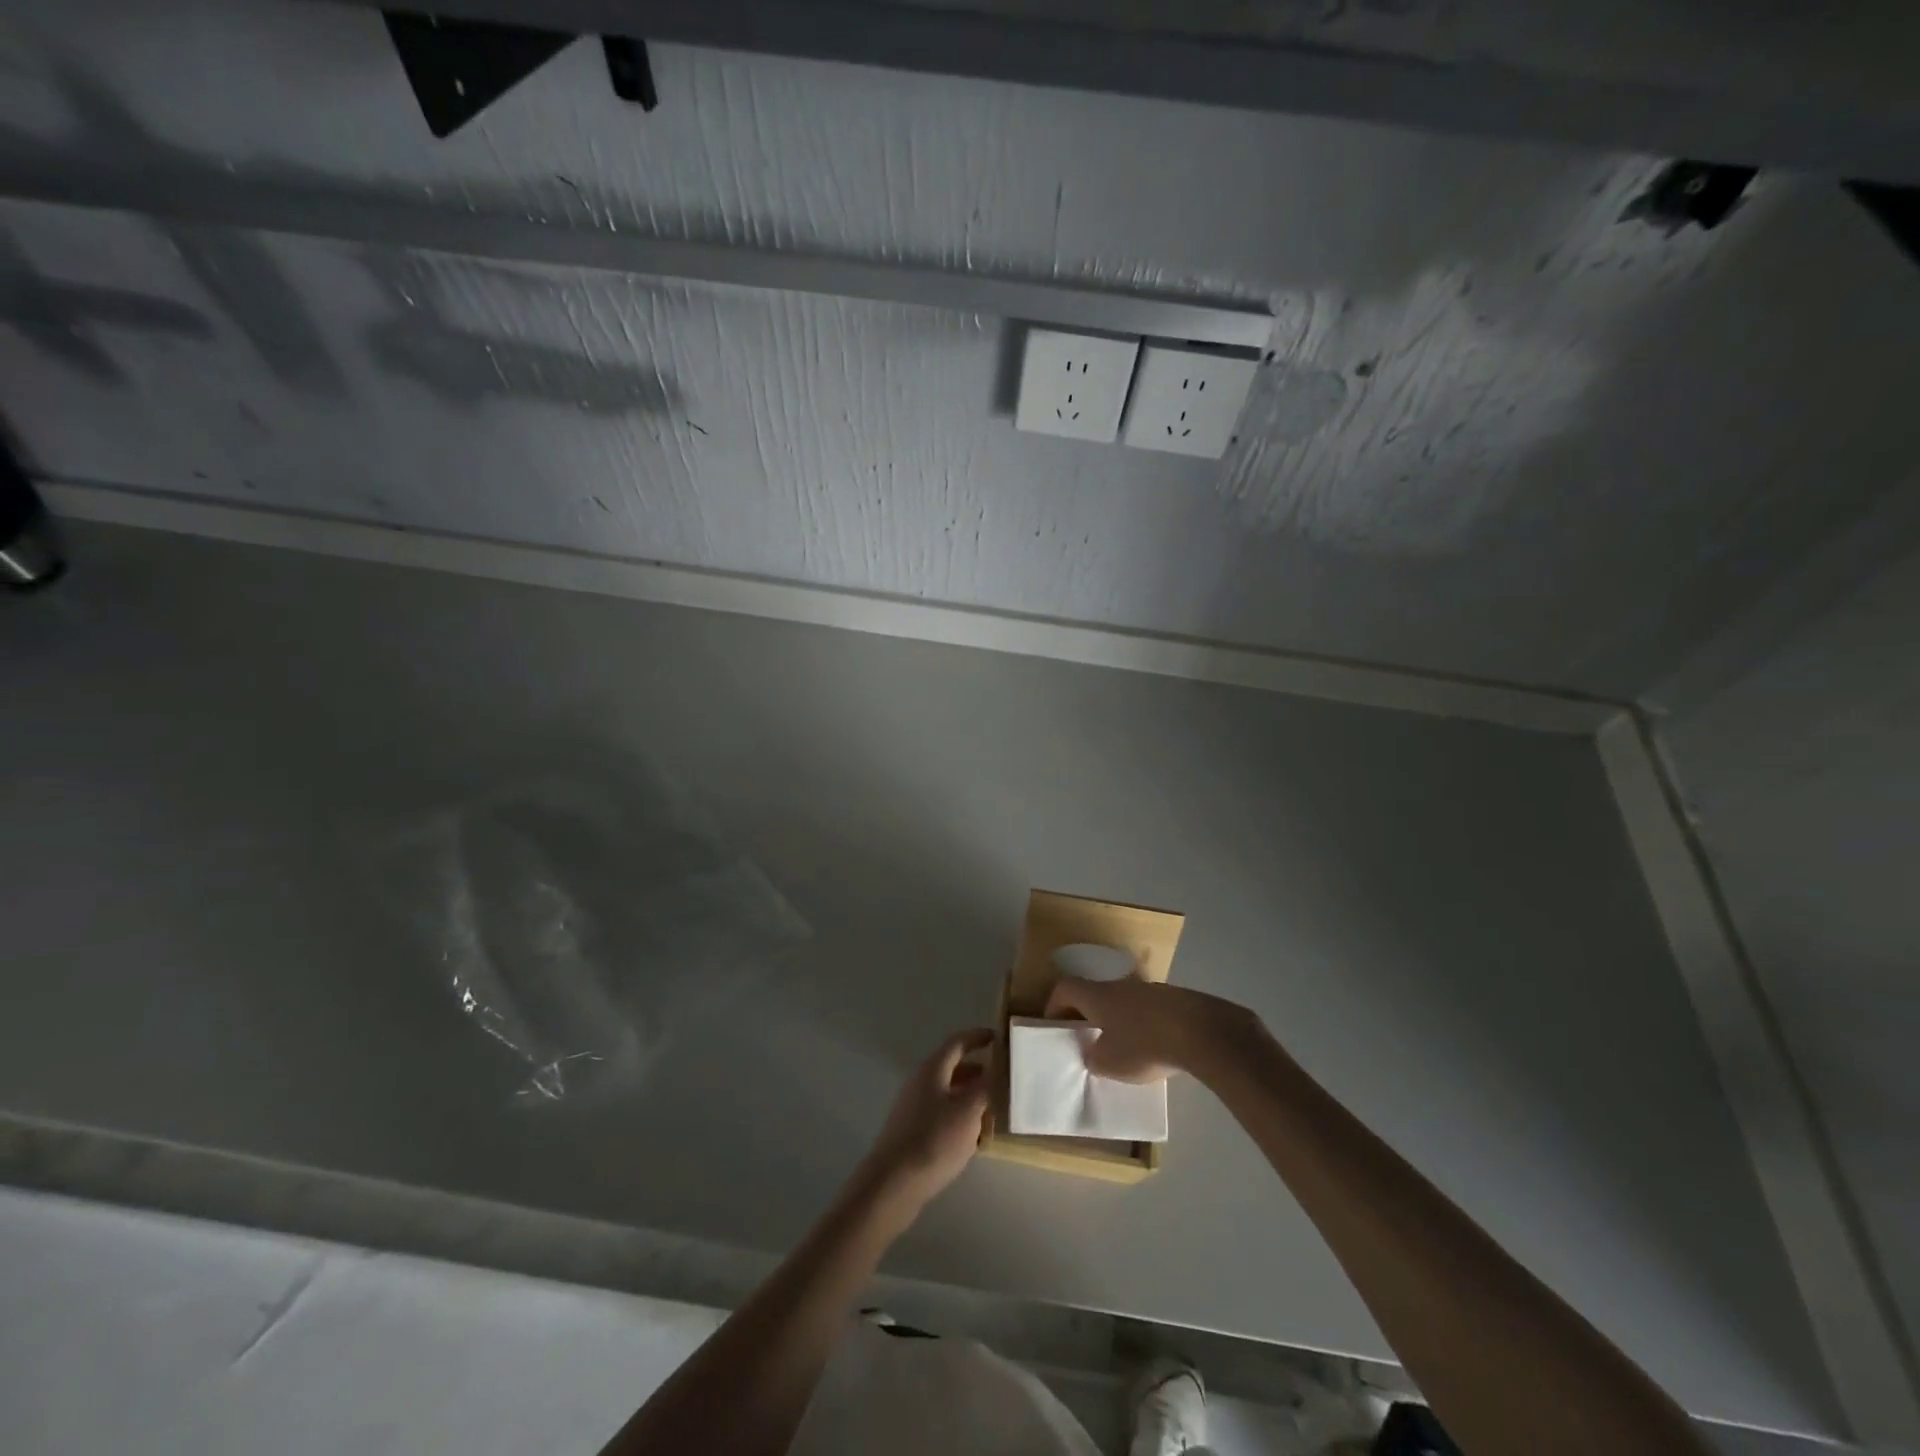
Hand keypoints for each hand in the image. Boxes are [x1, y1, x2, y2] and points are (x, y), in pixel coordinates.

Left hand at [856, 1028, 993, 1221]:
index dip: (977, 1037)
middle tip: (1002, 1078)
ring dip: (970, 1096)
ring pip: (948, 1092)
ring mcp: (914, 1107)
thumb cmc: (934, 1141)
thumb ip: (985, 1087)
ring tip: (995, 1108)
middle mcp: (921, 1082)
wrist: (893, 1183)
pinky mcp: (912, 1131)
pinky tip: (974, 1136)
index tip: (998, 1037)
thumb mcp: (968, 1112)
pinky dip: (960, 1116)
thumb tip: (997, 1069)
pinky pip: (941, 1113)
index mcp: (933, 1070)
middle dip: (978, 1070)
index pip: (957, 1043)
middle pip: (952, 1067)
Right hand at [1044, 976, 1257, 1082]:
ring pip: (1124, 1001)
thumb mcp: (1109, 1063)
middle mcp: (1120, 986)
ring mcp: (1151, 990)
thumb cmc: (1144, 1045)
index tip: (1054, 1025)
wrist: (1201, 1031)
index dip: (1054, 1004)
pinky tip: (1156, 1048)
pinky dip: (1145, 1025)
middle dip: (1089, 1015)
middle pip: (1096, 993)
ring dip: (1119, 1020)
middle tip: (1088, 1039)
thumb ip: (1094, 1058)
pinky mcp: (1176, 1000)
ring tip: (1125, 1048)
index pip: (1065, 988)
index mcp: (1097, 996)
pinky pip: (1150, 1010)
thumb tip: (1093, 1053)